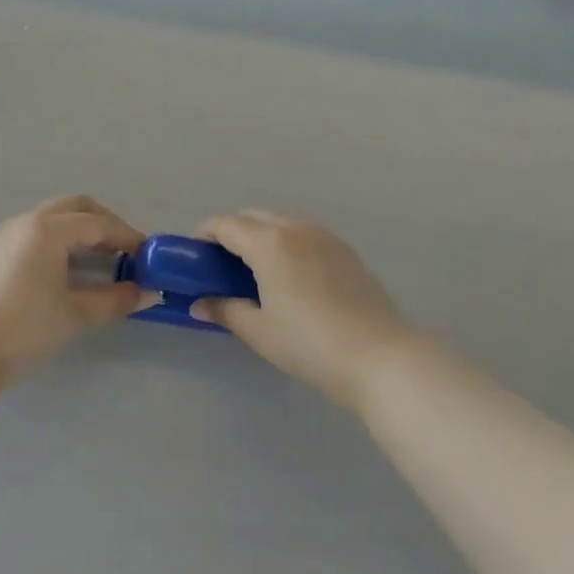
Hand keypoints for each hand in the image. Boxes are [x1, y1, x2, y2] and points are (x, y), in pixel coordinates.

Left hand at [0, 195, 144, 384]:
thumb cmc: (25, 329)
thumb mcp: (77, 314)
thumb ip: (116, 299)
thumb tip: (149, 293)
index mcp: (48, 229)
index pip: (98, 224)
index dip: (127, 237)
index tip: (148, 255)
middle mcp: (27, 221)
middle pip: (77, 207)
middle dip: (106, 224)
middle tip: (127, 250)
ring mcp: (9, 233)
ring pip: (56, 216)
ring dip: (84, 229)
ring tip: (104, 259)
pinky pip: (40, 230)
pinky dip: (63, 238)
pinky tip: (73, 267)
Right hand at [194, 210, 414, 410]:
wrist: (380, 356)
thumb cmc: (310, 344)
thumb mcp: (260, 331)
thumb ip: (225, 310)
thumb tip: (199, 303)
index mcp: (269, 243)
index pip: (226, 225)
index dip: (205, 235)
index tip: (194, 255)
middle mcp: (296, 228)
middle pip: (253, 217)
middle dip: (231, 232)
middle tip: (220, 264)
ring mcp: (324, 236)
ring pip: (281, 222)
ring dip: (260, 235)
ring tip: (254, 270)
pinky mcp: (344, 250)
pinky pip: (303, 234)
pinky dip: (286, 242)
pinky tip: (288, 275)